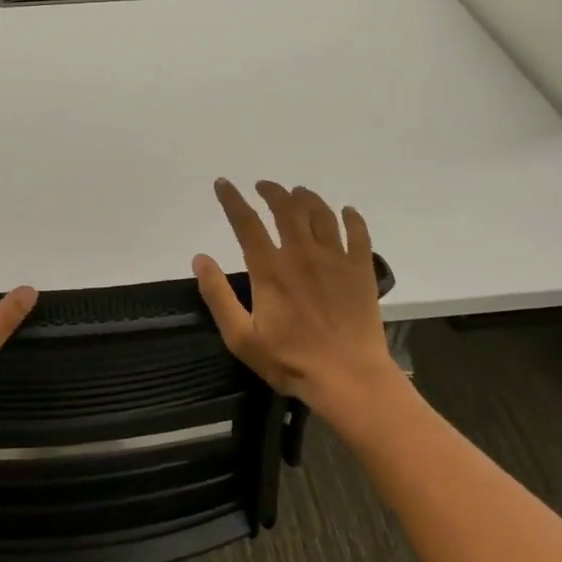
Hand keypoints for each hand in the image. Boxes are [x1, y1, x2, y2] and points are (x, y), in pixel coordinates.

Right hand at [193, 179, 403, 421]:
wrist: (348, 377)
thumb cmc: (289, 360)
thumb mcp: (240, 336)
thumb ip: (217, 295)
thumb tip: (200, 258)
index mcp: (270, 269)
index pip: (246, 223)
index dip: (232, 200)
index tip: (223, 184)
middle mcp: (302, 254)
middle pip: (286, 209)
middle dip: (272, 191)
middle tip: (264, 186)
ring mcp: (335, 260)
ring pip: (321, 214)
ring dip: (307, 198)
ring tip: (298, 193)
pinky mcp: (361, 270)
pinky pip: (358, 233)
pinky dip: (351, 218)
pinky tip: (346, 212)